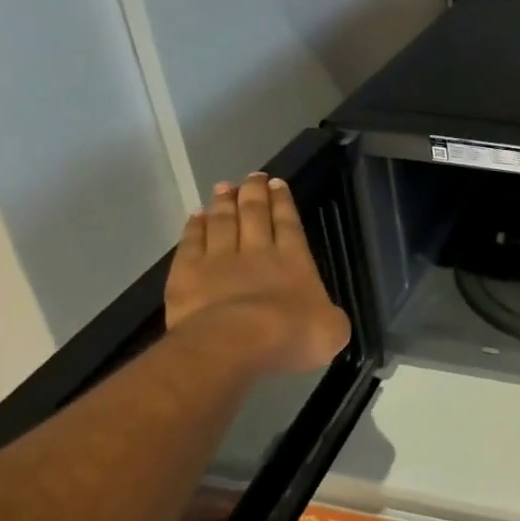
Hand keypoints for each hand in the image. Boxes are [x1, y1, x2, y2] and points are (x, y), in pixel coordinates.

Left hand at [164, 172, 351, 374]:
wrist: (236, 344)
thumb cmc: (291, 336)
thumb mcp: (332, 330)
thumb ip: (330, 316)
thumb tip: (326, 315)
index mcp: (295, 261)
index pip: (289, 224)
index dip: (283, 203)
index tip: (278, 183)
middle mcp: (258, 252)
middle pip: (255, 214)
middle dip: (255, 193)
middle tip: (253, 176)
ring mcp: (219, 260)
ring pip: (222, 222)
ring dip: (224, 203)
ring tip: (224, 187)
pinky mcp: (187, 274)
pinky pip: (191, 243)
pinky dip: (194, 226)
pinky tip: (196, 215)